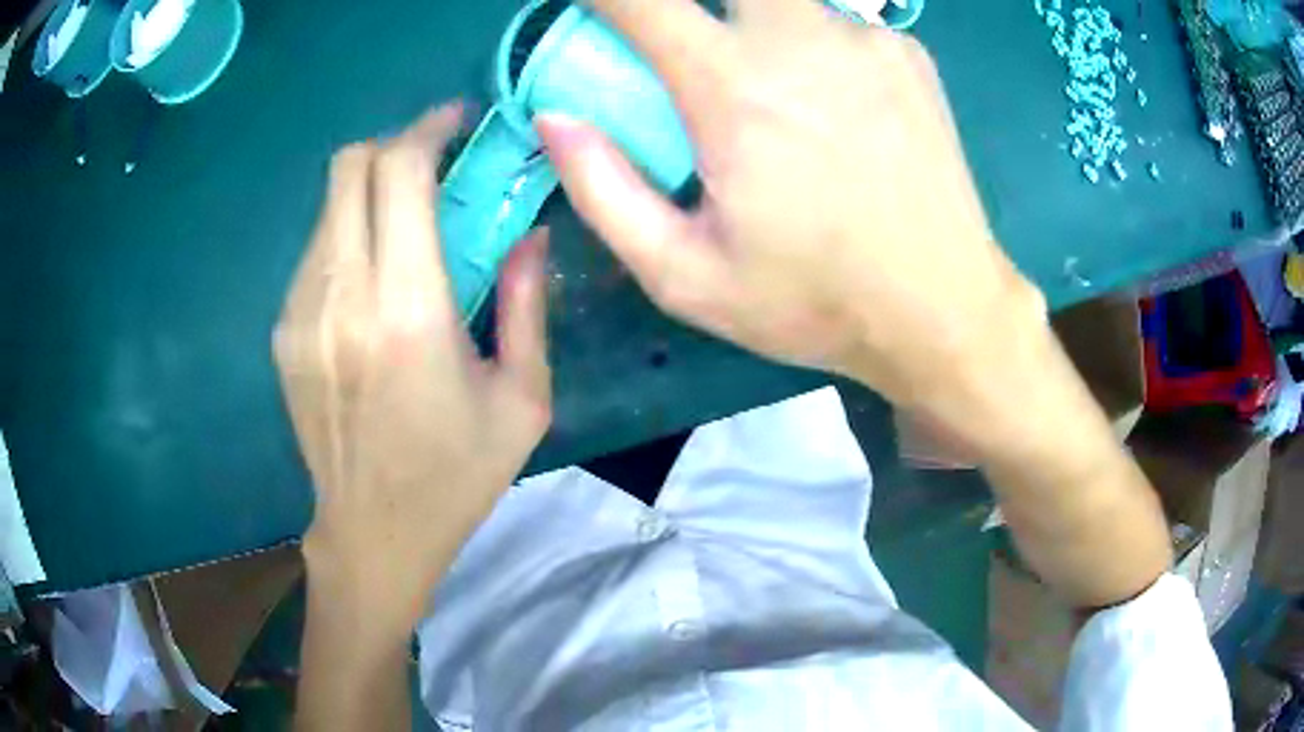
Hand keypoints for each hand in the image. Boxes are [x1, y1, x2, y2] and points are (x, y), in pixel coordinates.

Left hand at [274, 104, 551, 629]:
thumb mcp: (522, 401)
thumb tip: (527, 231)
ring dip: (371, 190)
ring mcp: (300, 313)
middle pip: (349, 166)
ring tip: (410, 224)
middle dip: (396, 144)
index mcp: (408, 313)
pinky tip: (375, 275)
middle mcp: (342, 297)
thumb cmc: (456, 476)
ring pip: (329, 203)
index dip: (428, 129)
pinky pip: (316, 247)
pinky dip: (349, 233)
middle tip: (435, 164)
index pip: (399, 173)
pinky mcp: (283, 331)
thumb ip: (526, 304)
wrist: (373, 533)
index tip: (458, 122)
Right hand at [538, 0, 1044, 418]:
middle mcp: (801, 40)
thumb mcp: (686, 277)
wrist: (944, 311)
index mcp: (735, 90)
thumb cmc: (815, 303)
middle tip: (696, 56)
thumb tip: (557, 117)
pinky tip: (839, 110)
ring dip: (755, 24)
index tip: (596, 12)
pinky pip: (836, 22)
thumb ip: (604, 191)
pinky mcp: (908, 52)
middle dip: (692, 4)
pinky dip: (815, 46)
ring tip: (780, 102)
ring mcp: (865, 39)